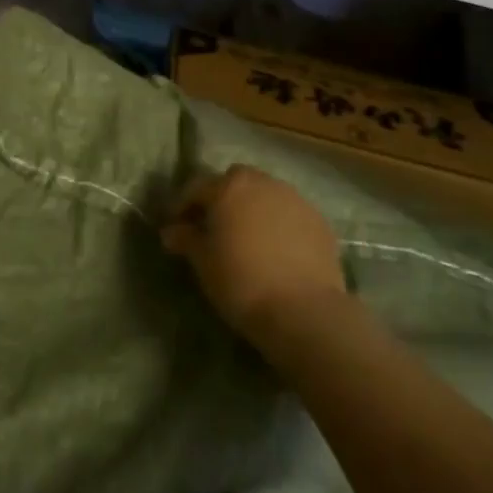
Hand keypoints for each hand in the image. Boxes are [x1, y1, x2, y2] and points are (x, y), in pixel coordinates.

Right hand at [159, 166, 346, 350]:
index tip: (176, 227)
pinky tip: (276, 250)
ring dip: (253, 209)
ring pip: (266, 195)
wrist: (304, 310)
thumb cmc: (241, 280)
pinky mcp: (320, 223)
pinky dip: (279, 224)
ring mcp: (295, 200)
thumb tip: (172, 231)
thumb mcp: (203, 261)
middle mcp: (263, 183)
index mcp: (229, 187)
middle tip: (215, 226)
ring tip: (248, 238)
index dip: (182, 206)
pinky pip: (290, 215)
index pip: (196, 187)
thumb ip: (186, 239)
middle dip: (223, 198)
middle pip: (236, 182)